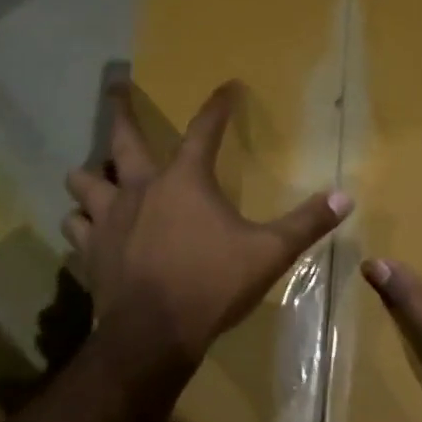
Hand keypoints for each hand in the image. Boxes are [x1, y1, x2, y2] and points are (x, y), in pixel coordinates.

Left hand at [64, 81, 352, 368]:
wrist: (155, 334)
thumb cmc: (213, 285)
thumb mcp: (269, 253)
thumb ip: (306, 224)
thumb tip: (345, 198)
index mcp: (185, 181)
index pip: (205, 130)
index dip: (218, 106)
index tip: (228, 87)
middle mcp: (141, 188)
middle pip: (122, 138)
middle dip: (119, 108)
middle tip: (115, 87)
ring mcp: (109, 218)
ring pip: (84, 180)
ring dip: (91, 174)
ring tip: (97, 173)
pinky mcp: (91, 250)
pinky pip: (75, 225)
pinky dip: (81, 220)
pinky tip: (87, 225)